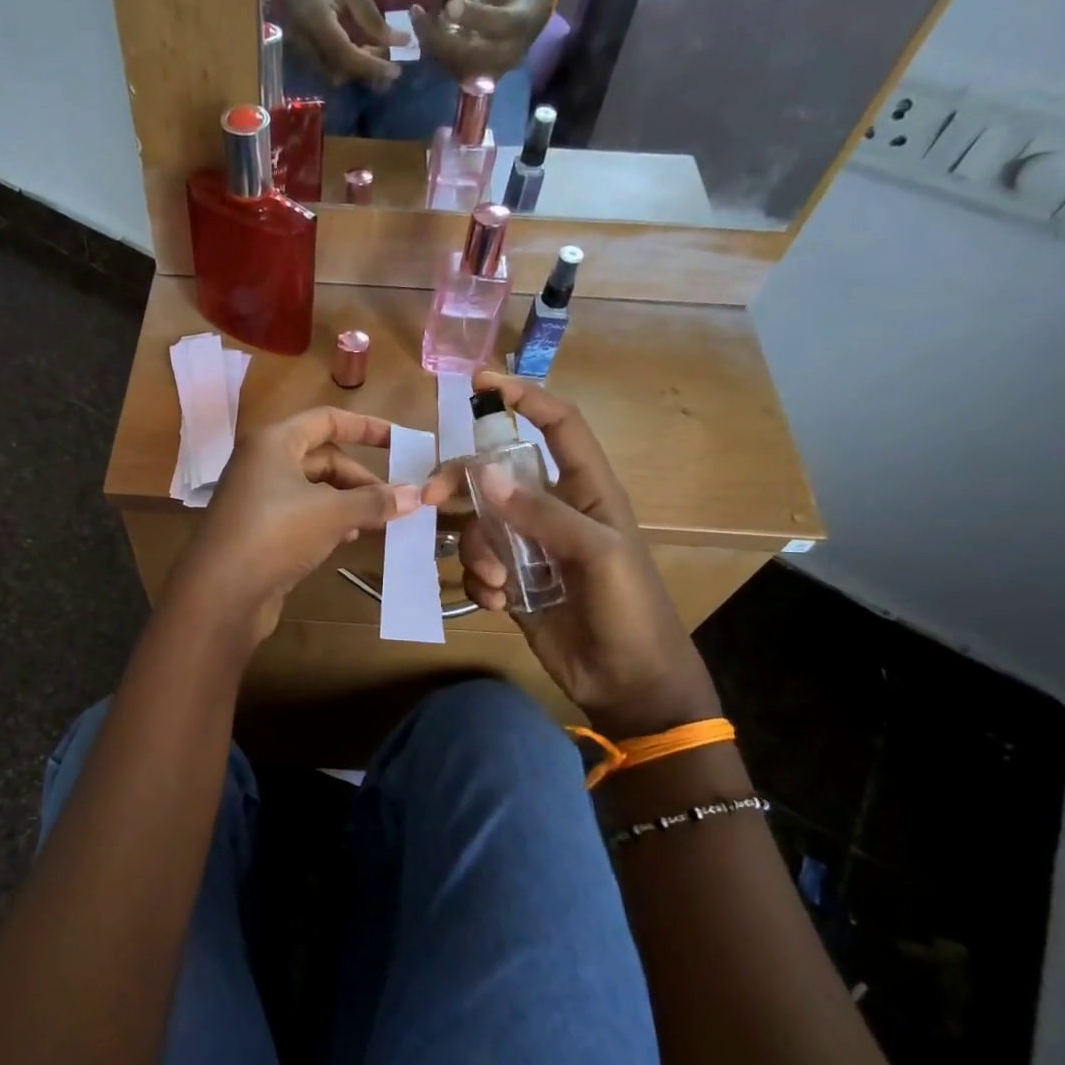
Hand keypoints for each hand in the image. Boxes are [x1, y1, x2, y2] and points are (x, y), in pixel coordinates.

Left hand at [172, 407, 420, 644]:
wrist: (221, 593)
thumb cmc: (275, 534)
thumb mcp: (332, 513)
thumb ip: (374, 501)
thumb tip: (416, 495)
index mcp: (274, 442)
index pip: (327, 420)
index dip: (367, 428)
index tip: (401, 442)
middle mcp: (263, 463)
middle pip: (324, 459)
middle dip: (361, 479)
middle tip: (394, 502)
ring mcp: (259, 498)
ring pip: (315, 490)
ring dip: (348, 503)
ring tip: (379, 523)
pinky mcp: (260, 530)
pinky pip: (303, 515)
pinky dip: (329, 521)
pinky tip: (348, 539)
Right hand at [276, 0, 410, 86]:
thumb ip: (372, 19)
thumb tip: (397, 42)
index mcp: (316, 20)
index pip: (346, 56)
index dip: (372, 67)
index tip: (396, 71)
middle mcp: (303, 41)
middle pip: (338, 71)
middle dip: (365, 69)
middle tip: (389, 56)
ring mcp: (299, 47)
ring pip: (332, 72)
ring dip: (356, 68)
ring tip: (377, 51)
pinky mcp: (302, 47)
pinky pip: (326, 65)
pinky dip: (346, 62)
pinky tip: (361, 47)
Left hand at [409, 0, 554, 83]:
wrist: (533, 16)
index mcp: (520, 22)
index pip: (496, 23)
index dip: (471, 16)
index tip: (448, 4)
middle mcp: (507, 53)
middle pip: (469, 52)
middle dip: (439, 35)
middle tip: (417, 13)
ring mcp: (493, 70)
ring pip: (456, 64)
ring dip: (432, 43)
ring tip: (418, 19)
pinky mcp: (480, 78)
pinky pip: (453, 69)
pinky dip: (436, 51)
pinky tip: (426, 31)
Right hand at [421, 373, 720, 739]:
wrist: (630, 683)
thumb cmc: (631, 611)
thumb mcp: (599, 555)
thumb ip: (543, 514)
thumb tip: (485, 475)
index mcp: (586, 491)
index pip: (558, 427)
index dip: (526, 398)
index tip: (482, 381)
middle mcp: (552, 512)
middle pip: (495, 475)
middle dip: (463, 483)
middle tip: (433, 497)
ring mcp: (529, 548)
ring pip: (478, 525)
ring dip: (477, 551)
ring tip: (499, 583)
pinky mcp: (512, 583)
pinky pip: (476, 566)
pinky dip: (478, 581)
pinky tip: (497, 602)